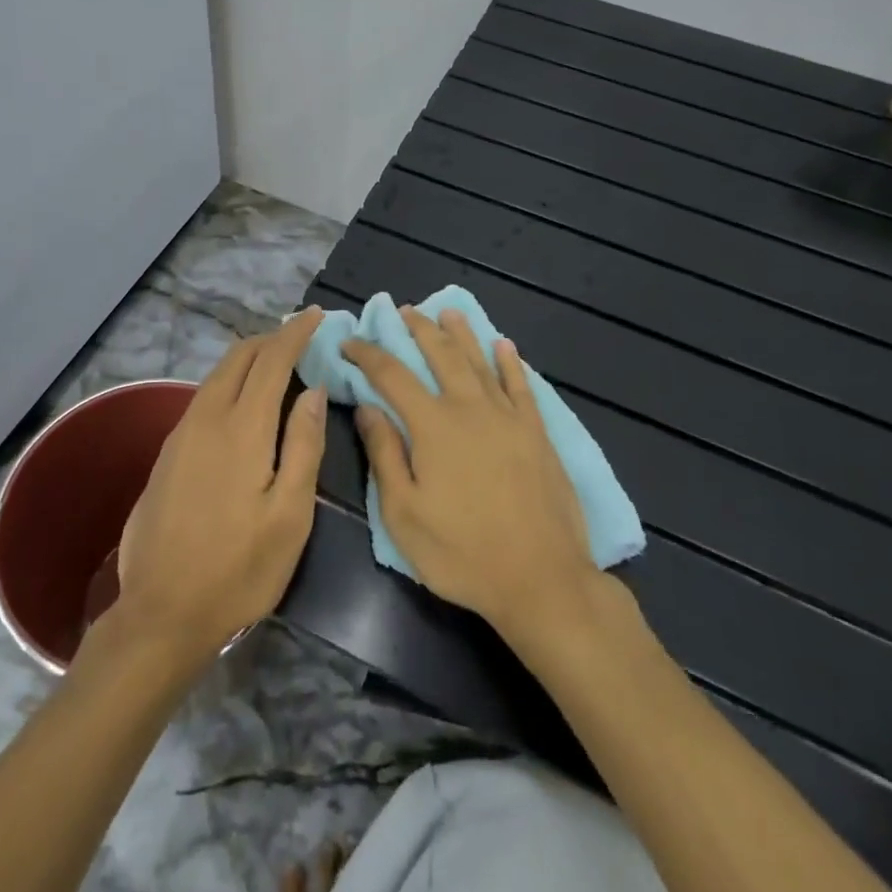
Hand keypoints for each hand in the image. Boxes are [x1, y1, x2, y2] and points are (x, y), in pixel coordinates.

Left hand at [114, 308, 327, 663]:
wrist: (161, 612)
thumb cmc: (239, 568)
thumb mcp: (290, 515)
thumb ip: (304, 446)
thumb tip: (313, 391)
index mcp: (242, 428)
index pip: (272, 360)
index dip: (295, 333)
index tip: (317, 316)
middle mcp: (206, 419)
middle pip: (238, 358)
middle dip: (270, 338)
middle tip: (300, 337)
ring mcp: (180, 434)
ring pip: (216, 375)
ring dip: (248, 359)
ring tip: (277, 363)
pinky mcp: (167, 454)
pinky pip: (203, 397)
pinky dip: (229, 383)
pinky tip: (241, 402)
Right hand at [344, 308, 597, 638]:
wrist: (541, 579)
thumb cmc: (462, 553)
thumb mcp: (404, 513)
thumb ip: (384, 454)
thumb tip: (367, 407)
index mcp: (432, 425)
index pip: (392, 375)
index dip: (368, 354)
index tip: (350, 343)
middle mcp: (470, 408)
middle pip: (440, 355)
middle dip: (418, 330)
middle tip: (403, 311)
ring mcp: (508, 417)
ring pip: (480, 361)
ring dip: (461, 334)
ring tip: (447, 312)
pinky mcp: (537, 433)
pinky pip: (521, 386)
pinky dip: (510, 363)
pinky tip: (504, 345)